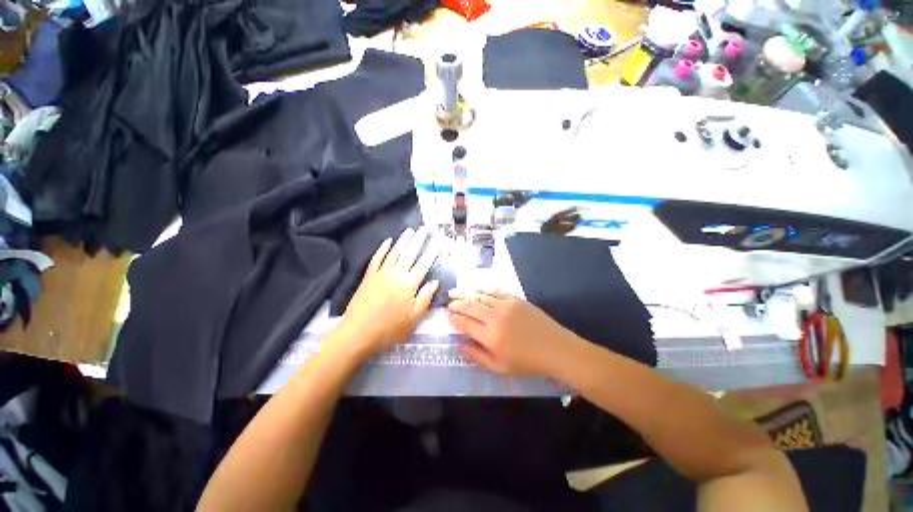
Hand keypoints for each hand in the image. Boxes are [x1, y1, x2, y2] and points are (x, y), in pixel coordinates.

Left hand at [337, 228, 438, 358]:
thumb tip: (435, 282)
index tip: (437, 241)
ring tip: (410, 230)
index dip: (431, 252)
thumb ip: (425, 298)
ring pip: (394, 252)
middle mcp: (396, 274)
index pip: (423, 264)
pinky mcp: (368, 276)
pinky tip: (388, 241)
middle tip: (424, 229)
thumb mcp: (413, 319)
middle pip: (409, 254)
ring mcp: (380, 273)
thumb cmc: (389, 329)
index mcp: (409, 285)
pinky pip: (377, 258)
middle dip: (418, 240)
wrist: (357, 333)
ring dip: (403, 240)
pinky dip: (383, 248)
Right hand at [447, 290, 580, 377]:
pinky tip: (478, 290)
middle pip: (470, 306)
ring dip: (466, 293)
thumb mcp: (500, 367)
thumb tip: (459, 345)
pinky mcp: (516, 299)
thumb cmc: (527, 362)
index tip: (448, 316)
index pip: (465, 323)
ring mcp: (506, 305)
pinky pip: (496, 291)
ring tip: (455, 292)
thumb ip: (477, 356)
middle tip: (448, 303)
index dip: (454, 318)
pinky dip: (484, 290)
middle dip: (456, 304)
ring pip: (480, 296)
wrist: (556, 349)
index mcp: (490, 336)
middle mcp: (495, 317)